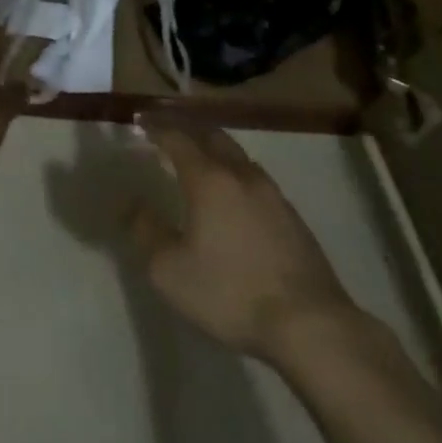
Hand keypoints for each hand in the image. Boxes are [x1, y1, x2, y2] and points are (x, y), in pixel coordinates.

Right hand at [128, 123, 358, 366]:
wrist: (309, 323)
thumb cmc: (231, 293)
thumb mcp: (170, 271)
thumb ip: (146, 232)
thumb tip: (131, 203)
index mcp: (209, 179)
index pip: (177, 138)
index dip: (157, 127)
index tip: (140, 119)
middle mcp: (241, 175)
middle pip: (212, 136)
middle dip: (188, 128)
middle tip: (169, 130)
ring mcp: (272, 193)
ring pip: (238, 156)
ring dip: (215, 148)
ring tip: (201, 157)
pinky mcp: (293, 216)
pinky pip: (256, 179)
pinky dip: (236, 173)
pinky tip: (235, 194)